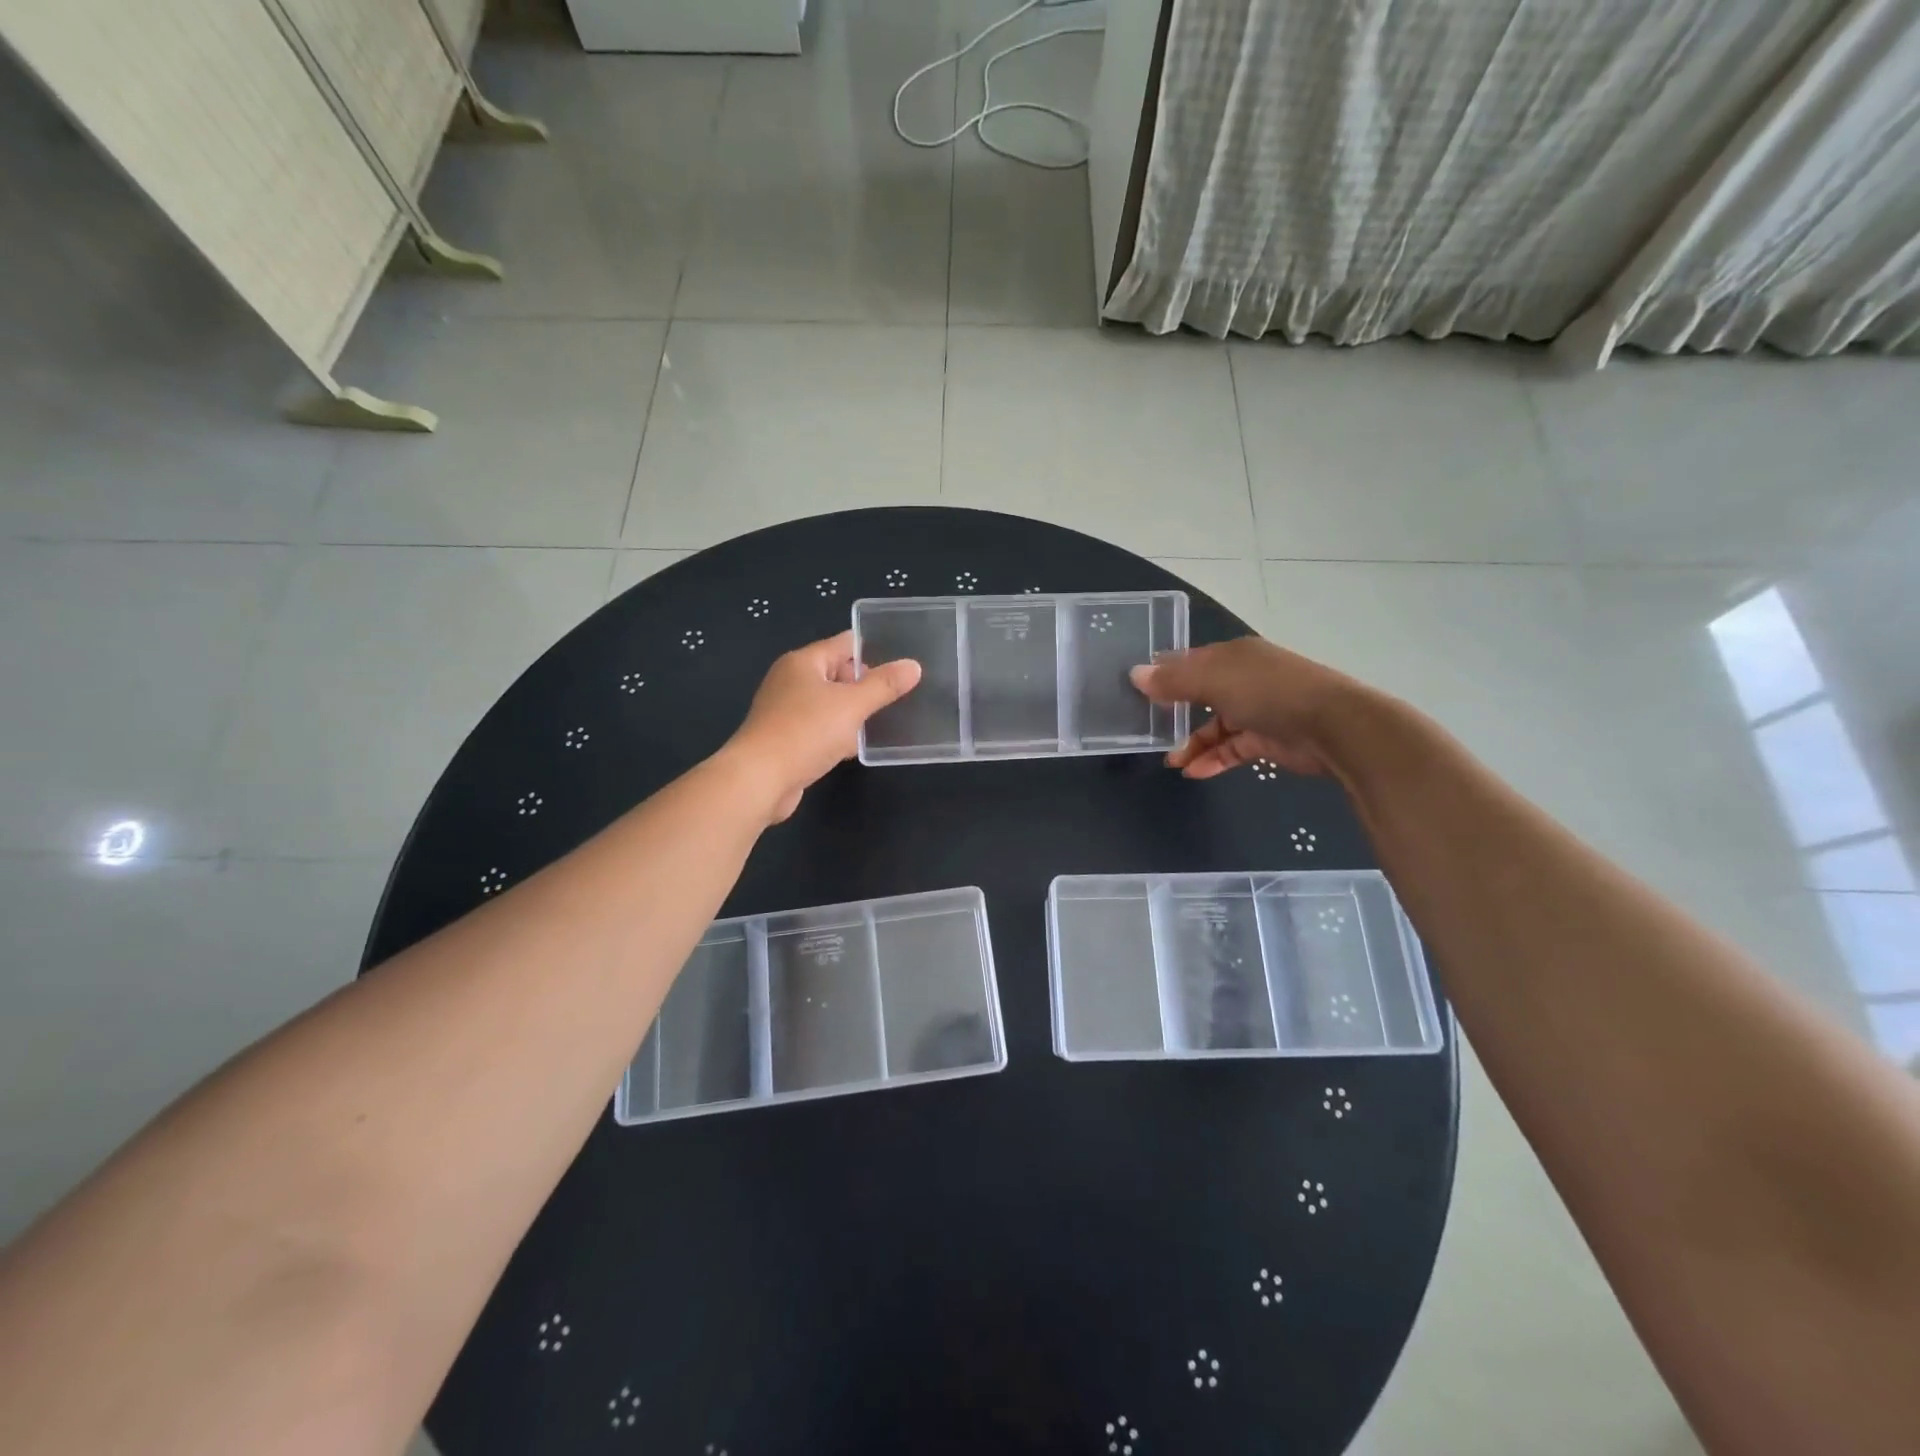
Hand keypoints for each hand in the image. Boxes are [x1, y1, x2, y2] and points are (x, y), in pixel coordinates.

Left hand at [722, 631, 920, 821]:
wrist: (760, 780)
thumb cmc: (805, 732)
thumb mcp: (852, 705)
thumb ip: (884, 685)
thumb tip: (913, 666)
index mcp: (804, 662)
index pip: (844, 644)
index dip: (874, 649)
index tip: (904, 661)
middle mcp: (791, 681)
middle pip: (837, 673)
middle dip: (867, 683)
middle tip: (902, 693)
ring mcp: (786, 711)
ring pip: (830, 704)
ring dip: (854, 712)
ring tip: (888, 718)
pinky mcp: (787, 739)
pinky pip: (820, 728)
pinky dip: (839, 734)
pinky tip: (858, 746)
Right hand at [1129, 637, 1368, 779]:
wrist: (1334, 727)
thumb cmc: (1268, 692)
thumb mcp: (1214, 681)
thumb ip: (1173, 681)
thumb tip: (1135, 675)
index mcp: (1233, 656)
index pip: (1191, 661)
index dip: (1164, 674)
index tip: (1137, 690)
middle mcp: (1245, 679)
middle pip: (1201, 693)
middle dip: (1175, 712)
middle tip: (1147, 728)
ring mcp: (1258, 710)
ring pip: (1215, 726)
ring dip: (1192, 743)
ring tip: (1171, 761)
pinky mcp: (1268, 740)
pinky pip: (1232, 749)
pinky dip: (1213, 759)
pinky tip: (1194, 772)